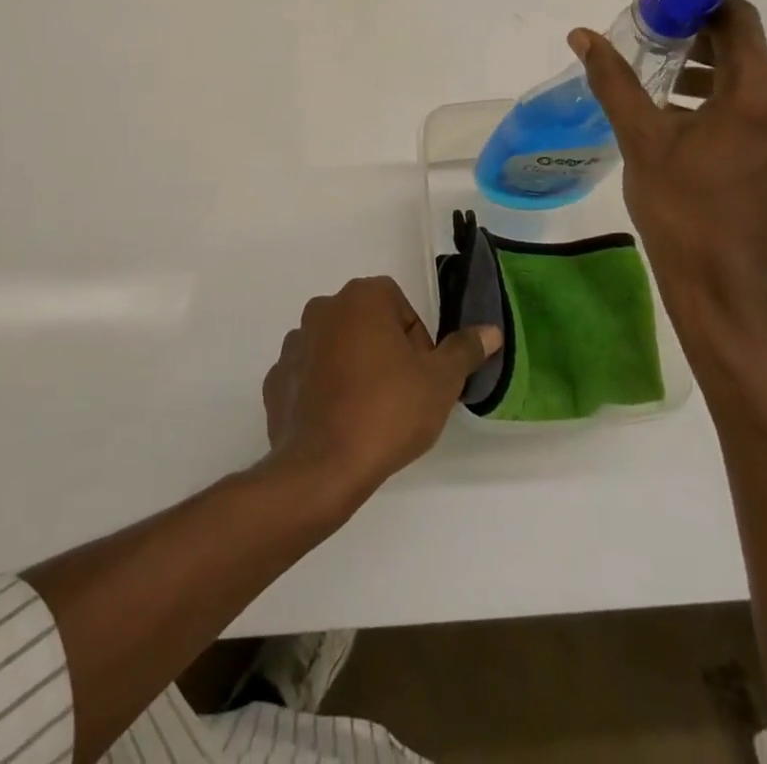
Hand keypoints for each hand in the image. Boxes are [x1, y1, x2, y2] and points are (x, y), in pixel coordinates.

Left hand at [262, 277, 500, 509]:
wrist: (322, 468)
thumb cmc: (387, 412)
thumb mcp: (440, 382)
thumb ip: (464, 351)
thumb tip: (490, 331)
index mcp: (361, 298)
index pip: (399, 305)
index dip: (417, 341)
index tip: (421, 376)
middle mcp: (323, 308)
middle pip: (367, 323)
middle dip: (385, 351)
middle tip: (400, 395)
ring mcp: (294, 343)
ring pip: (336, 347)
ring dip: (353, 368)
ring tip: (368, 412)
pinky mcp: (276, 378)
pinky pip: (309, 375)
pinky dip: (323, 390)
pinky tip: (338, 422)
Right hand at [568, 0, 766, 345]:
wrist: (730, 292)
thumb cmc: (681, 211)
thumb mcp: (640, 140)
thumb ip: (615, 80)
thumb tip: (582, 35)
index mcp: (762, 94)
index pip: (739, 22)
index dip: (702, 13)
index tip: (669, 25)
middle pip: (753, 61)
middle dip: (706, 60)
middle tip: (663, 77)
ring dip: (727, 96)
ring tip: (682, 117)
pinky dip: (752, 128)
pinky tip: (717, 155)